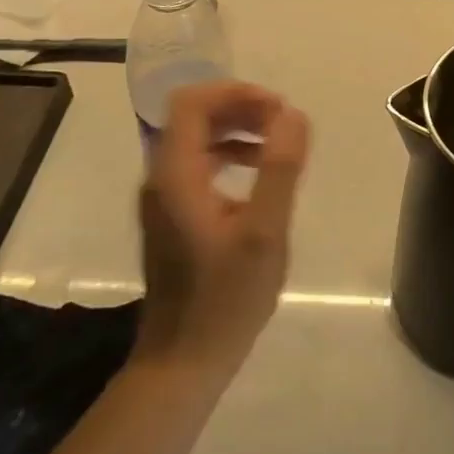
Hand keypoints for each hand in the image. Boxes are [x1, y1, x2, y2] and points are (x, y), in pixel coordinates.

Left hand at [136, 81, 310, 373]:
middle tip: (284, 123)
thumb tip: (293, 114)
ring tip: (278, 145)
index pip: (192, 103)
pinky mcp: (172, 215)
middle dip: (240, 108)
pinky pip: (198, 164)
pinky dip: (229, 155)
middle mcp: (160, 178)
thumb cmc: (226, 299)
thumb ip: (279, 168)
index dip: (235, 92)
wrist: (183, 361)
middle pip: (193, 116)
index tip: (278, 108)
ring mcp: (162, 198)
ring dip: (236, 130)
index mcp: (175, 175)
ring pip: (196, 139)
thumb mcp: (264, 232)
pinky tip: (258, 176)